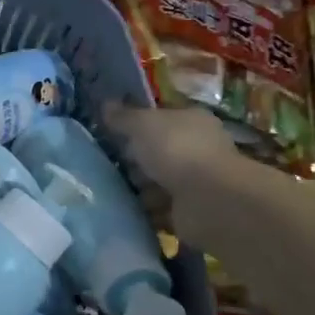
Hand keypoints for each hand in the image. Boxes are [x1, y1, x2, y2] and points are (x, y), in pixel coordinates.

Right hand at [101, 100, 238, 197]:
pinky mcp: (190, 209)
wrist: (209, 200)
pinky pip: (159, 206)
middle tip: (104, 158)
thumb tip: (106, 105)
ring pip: (158, 179)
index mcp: (192, 120)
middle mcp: (198, 147)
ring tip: (107, 185)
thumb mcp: (142, 124)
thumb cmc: (177, 150)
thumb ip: (123, 116)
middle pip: (159, 149)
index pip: (162, 116)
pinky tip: (123, 206)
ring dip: (138, 184)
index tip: (111, 129)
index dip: (138, 120)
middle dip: (134, 156)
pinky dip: (144, 208)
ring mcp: (196, 180)